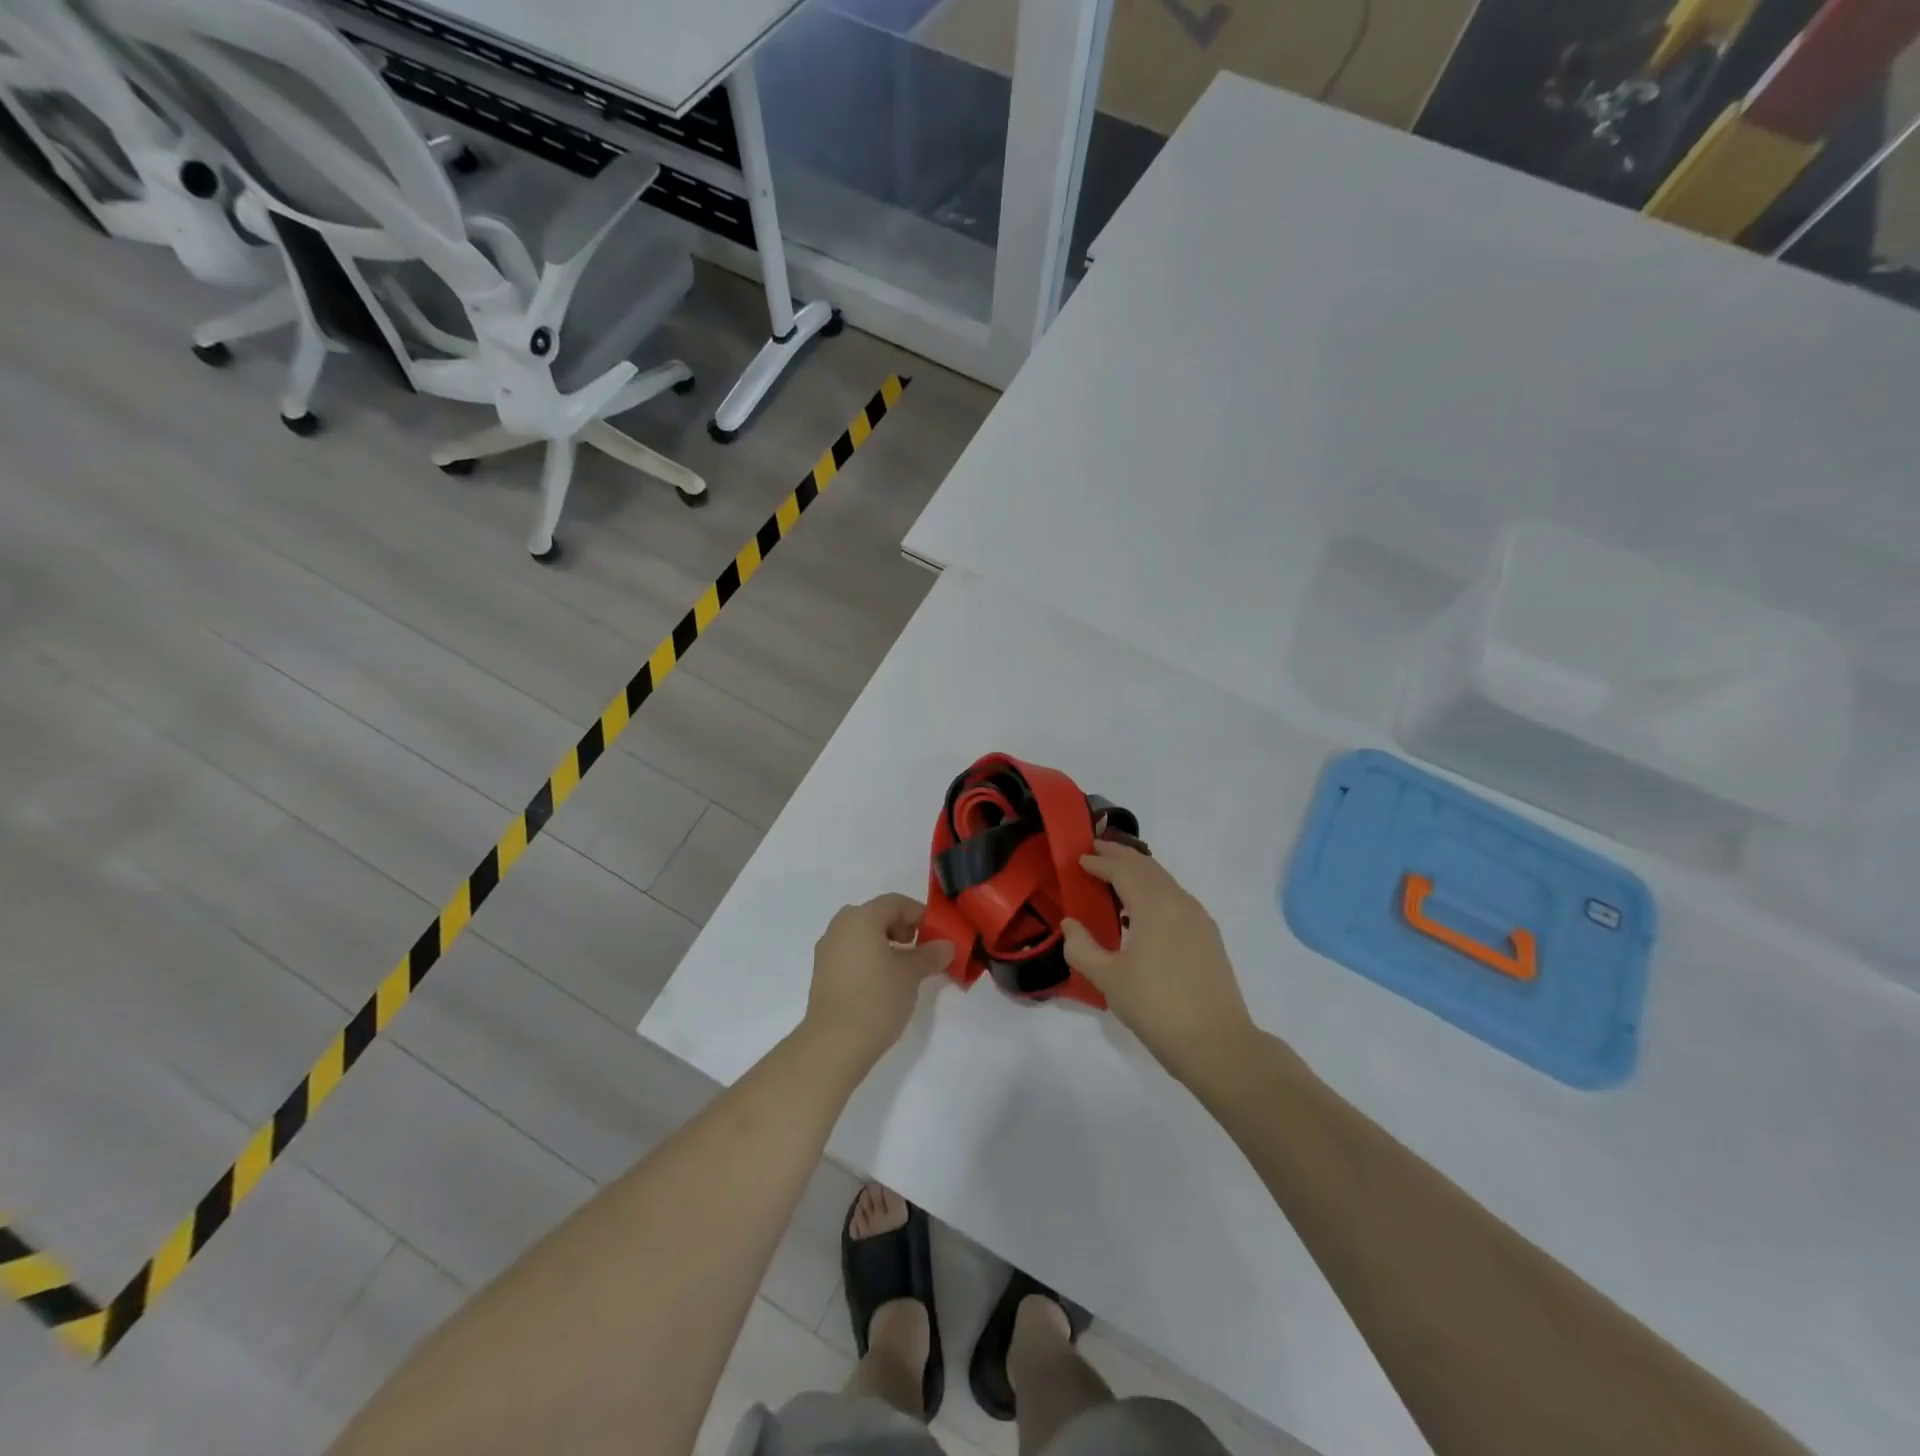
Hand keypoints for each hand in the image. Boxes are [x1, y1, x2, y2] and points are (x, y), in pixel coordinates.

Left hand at [802, 894, 952, 1072]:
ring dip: (884, 943)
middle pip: (876, 915)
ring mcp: (827, 949)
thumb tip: (947, 945)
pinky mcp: (821, 972)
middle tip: (918, 949)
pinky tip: (880, 982)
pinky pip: (850, 952)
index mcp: (861, 918)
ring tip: (901, 969)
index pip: (895, 902)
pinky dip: (868, 957)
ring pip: (861, 934)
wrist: (834, 1043)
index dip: (919, 914)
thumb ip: (930, 955)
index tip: (935, 934)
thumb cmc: (876, 998)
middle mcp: (840, 926)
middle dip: (900, 927)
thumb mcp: (911, 974)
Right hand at [1062, 843, 1254, 1082]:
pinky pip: (1176, 897)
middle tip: (1097, 849)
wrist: (1217, 1043)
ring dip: (1139, 871)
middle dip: (1120, 856)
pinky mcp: (1208, 935)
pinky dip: (1155, 889)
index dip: (1099, 862)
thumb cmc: (1156, 1008)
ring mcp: (1199, 918)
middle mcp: (1179, 902)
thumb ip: (1082, 947)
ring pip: (1165, 880)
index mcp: (1154, 905)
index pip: (1122, 870)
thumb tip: (1070, 924)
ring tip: (1117, 874)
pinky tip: (1144, 908)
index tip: (1079, 858)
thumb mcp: (1108, 979)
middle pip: (1147, 867)